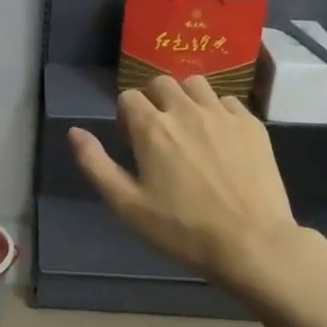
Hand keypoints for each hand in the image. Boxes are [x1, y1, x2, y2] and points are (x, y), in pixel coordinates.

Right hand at [69, 75, 301, 291]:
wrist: (252, 243)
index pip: (128, 97)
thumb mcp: (126, 205)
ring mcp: (223, 114)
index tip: (132, 144)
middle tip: (158, 134)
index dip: (125, 118)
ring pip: (196, 84)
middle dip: (153, 101)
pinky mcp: (252, 125)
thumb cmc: (182, 230)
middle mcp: (186, 110)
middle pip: (161, 83)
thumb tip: (74, 132)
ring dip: (184, 98)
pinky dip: (216, 111)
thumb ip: (95, 164)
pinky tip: (220, 139)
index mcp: (152, 127)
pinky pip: (228, 101)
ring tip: (188, 129)